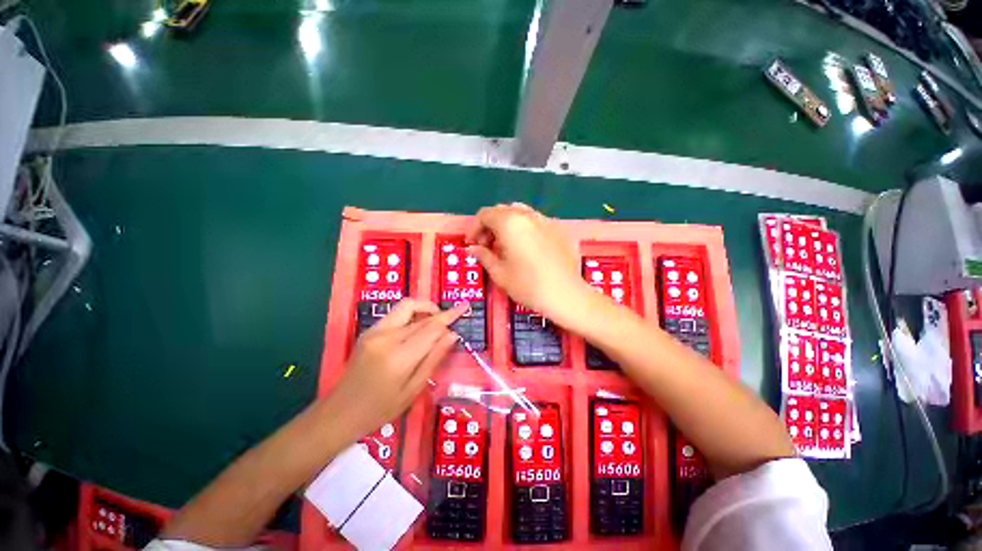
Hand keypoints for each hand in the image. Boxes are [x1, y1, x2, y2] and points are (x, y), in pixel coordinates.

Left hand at [327, 299, 467, 441]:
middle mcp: (386, 337)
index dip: (450, 316)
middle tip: (452, 319)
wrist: (340, 412)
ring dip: (424, 309)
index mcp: (399, 357)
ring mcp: (374, 331)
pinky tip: (415, 330)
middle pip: (420, 315)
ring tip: (435, 323)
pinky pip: (396, 314)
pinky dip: (411, 315)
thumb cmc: (380, 409)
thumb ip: (433, 358)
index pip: (431, 327)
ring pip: (406, 307)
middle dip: (439, 314)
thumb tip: (452, 335)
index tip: (464, 306)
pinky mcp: (368, 331)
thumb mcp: (413, 389)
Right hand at [465, 203, 592, 327]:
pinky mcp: (558, 229)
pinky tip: (526, 248)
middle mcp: (527, 215)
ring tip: (506, 246)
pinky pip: (535, 221)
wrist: (566, 295)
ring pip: (519, 213)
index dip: (475, 228)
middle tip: (487, 246)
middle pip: (502, 211)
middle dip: (490, 226)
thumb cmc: (528, 285)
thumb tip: (473, 249)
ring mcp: (545, 220)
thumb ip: (484, 256)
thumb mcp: (499, 273)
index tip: (473, 244)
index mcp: (509, 222)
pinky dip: (524, 228)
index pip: (485, 214)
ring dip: (507, 225)